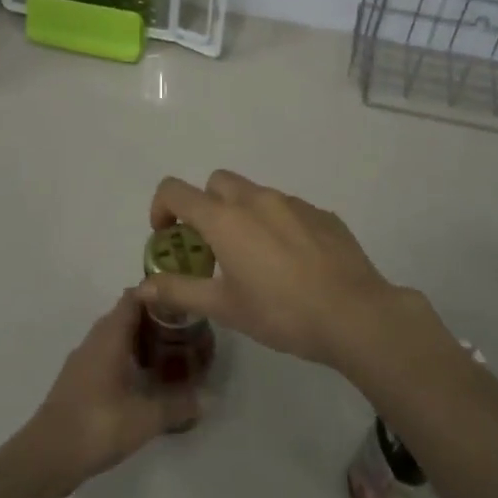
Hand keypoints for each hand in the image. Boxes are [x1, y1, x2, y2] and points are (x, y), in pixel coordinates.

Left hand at [14, 291, 197, 497]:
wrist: (46, 457)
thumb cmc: (97, 426)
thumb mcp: (145, 418)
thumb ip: (178, 405)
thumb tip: (209, 398)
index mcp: (109, 337)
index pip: (132, 298)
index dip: (157, 295)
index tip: (183, 302)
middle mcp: (93, 341)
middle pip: (124, 316)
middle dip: (153, 319)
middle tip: (184, 330)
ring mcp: (81, 362)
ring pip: (113, 338)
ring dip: (138, 340)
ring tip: (168, 354)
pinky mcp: (77, 382)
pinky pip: (105, 357)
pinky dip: (125, 359)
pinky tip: (142, 380)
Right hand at [141, 171, 433, 370]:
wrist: (355, 314)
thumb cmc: (281, 312)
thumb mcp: (224, 308)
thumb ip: (180, 291)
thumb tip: (141, 287)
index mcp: (225, 218)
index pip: (176, 190)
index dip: (161, 208)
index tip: (167, 238)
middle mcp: (257, 199)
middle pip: (216, 183)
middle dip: (205, 206)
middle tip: (211, 247)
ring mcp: (294, 203)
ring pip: (255, 194)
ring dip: (242, 215)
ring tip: (255, 259)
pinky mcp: (323, 214)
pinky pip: (288, 209)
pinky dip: (277, 224)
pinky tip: (292, 263)